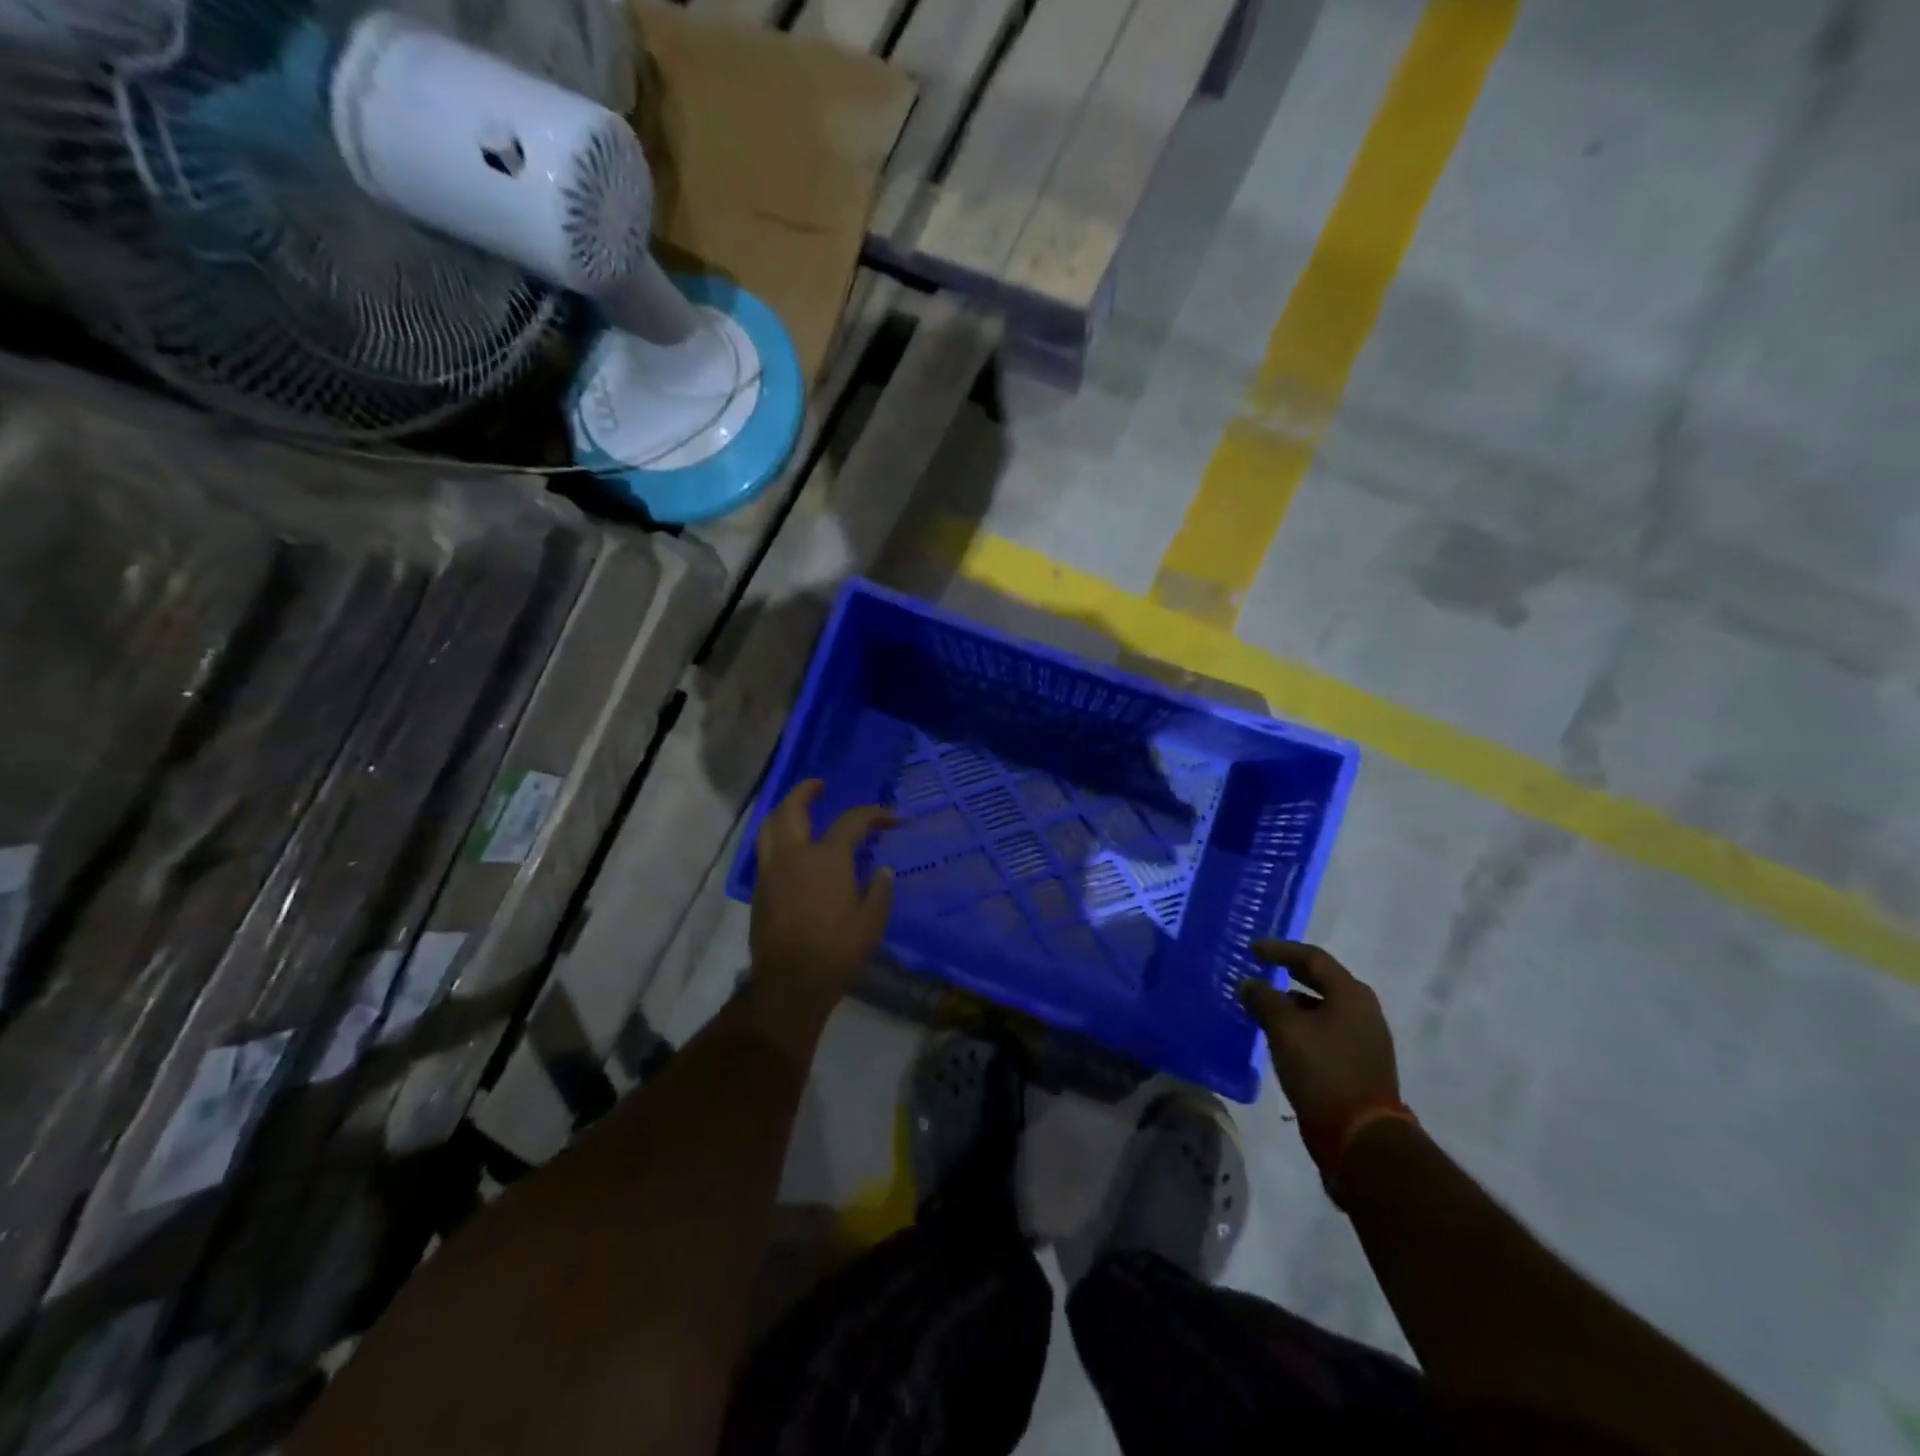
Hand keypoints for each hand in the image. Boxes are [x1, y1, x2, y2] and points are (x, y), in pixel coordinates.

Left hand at [749, 780, 898, 1025]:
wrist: (790, 983)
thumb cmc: (837, 950)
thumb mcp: (871, 921)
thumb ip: (879, 890)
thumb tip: (883, 871)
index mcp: (826, 858)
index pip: (852, 821)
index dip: (874, 814)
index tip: (892, 817)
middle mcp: (794, 855)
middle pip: (792, 808)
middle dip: (805, 791)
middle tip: (818, 785)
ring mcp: (771, 870)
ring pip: (770, 826)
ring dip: (784, 810)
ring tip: (797, 809)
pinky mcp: (759, 889)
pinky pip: (764, 849)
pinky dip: (776, 836)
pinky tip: (789, 846)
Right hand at [1238, 941, 1398, 1125]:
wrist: (1360, 1135)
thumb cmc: (1322, 1069)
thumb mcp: (1284, 1029)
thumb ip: (1263, 999)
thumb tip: (1249, 984)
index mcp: (1351, 994)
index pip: (1313, 958)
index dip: (1280, 950)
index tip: (1253, 950)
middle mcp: (1364, 1011)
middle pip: (1323, 981)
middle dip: (1289, 973)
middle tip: (1262, 969)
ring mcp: (1366, 1039)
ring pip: (1324, 1007)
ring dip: (1295, 1002)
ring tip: (1266, 1004)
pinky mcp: (1360, 1063)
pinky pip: (1327, 1030)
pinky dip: (1304, 1024)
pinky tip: (1283, 1035)